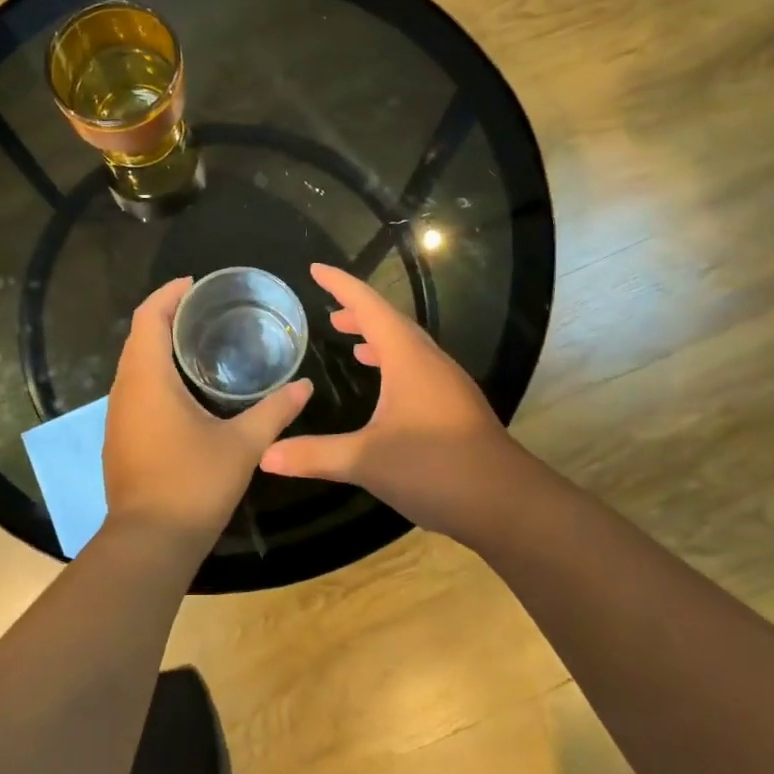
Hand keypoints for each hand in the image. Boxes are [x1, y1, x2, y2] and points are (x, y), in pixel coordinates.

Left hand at [103, 277, 313, 557]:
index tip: (194, 283)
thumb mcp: (242, 445)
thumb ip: (274, 412)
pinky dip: (154, 373)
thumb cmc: (193, 484)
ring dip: (157, 345)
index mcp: (147, 378)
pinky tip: (183, 389)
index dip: (168, 294)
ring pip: (133, 364)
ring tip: (197, 342)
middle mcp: (124, 389)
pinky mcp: (119, 436)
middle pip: (138, 336)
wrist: (149, 542)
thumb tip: (305, 386)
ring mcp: (117, 415)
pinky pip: (133, 388)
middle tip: (204, 309)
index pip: (148, 317)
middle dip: (165, 315)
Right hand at [260, 263, 521, 545]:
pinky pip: (418, 370)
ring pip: (408, 347)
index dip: (341, 285)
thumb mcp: (366, 461)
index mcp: (408, 358)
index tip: (315, 270)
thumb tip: (265, 456)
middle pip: (391, 323)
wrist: (508, 504)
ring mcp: (448, 385)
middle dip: (358, 313)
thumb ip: (315, 455)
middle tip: (329, 314)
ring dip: (378, 339)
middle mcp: (430, 362)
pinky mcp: (456, 408)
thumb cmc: (435, 468)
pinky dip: (394, 365)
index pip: (370, 307)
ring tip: (352, 344)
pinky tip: (385, 393)